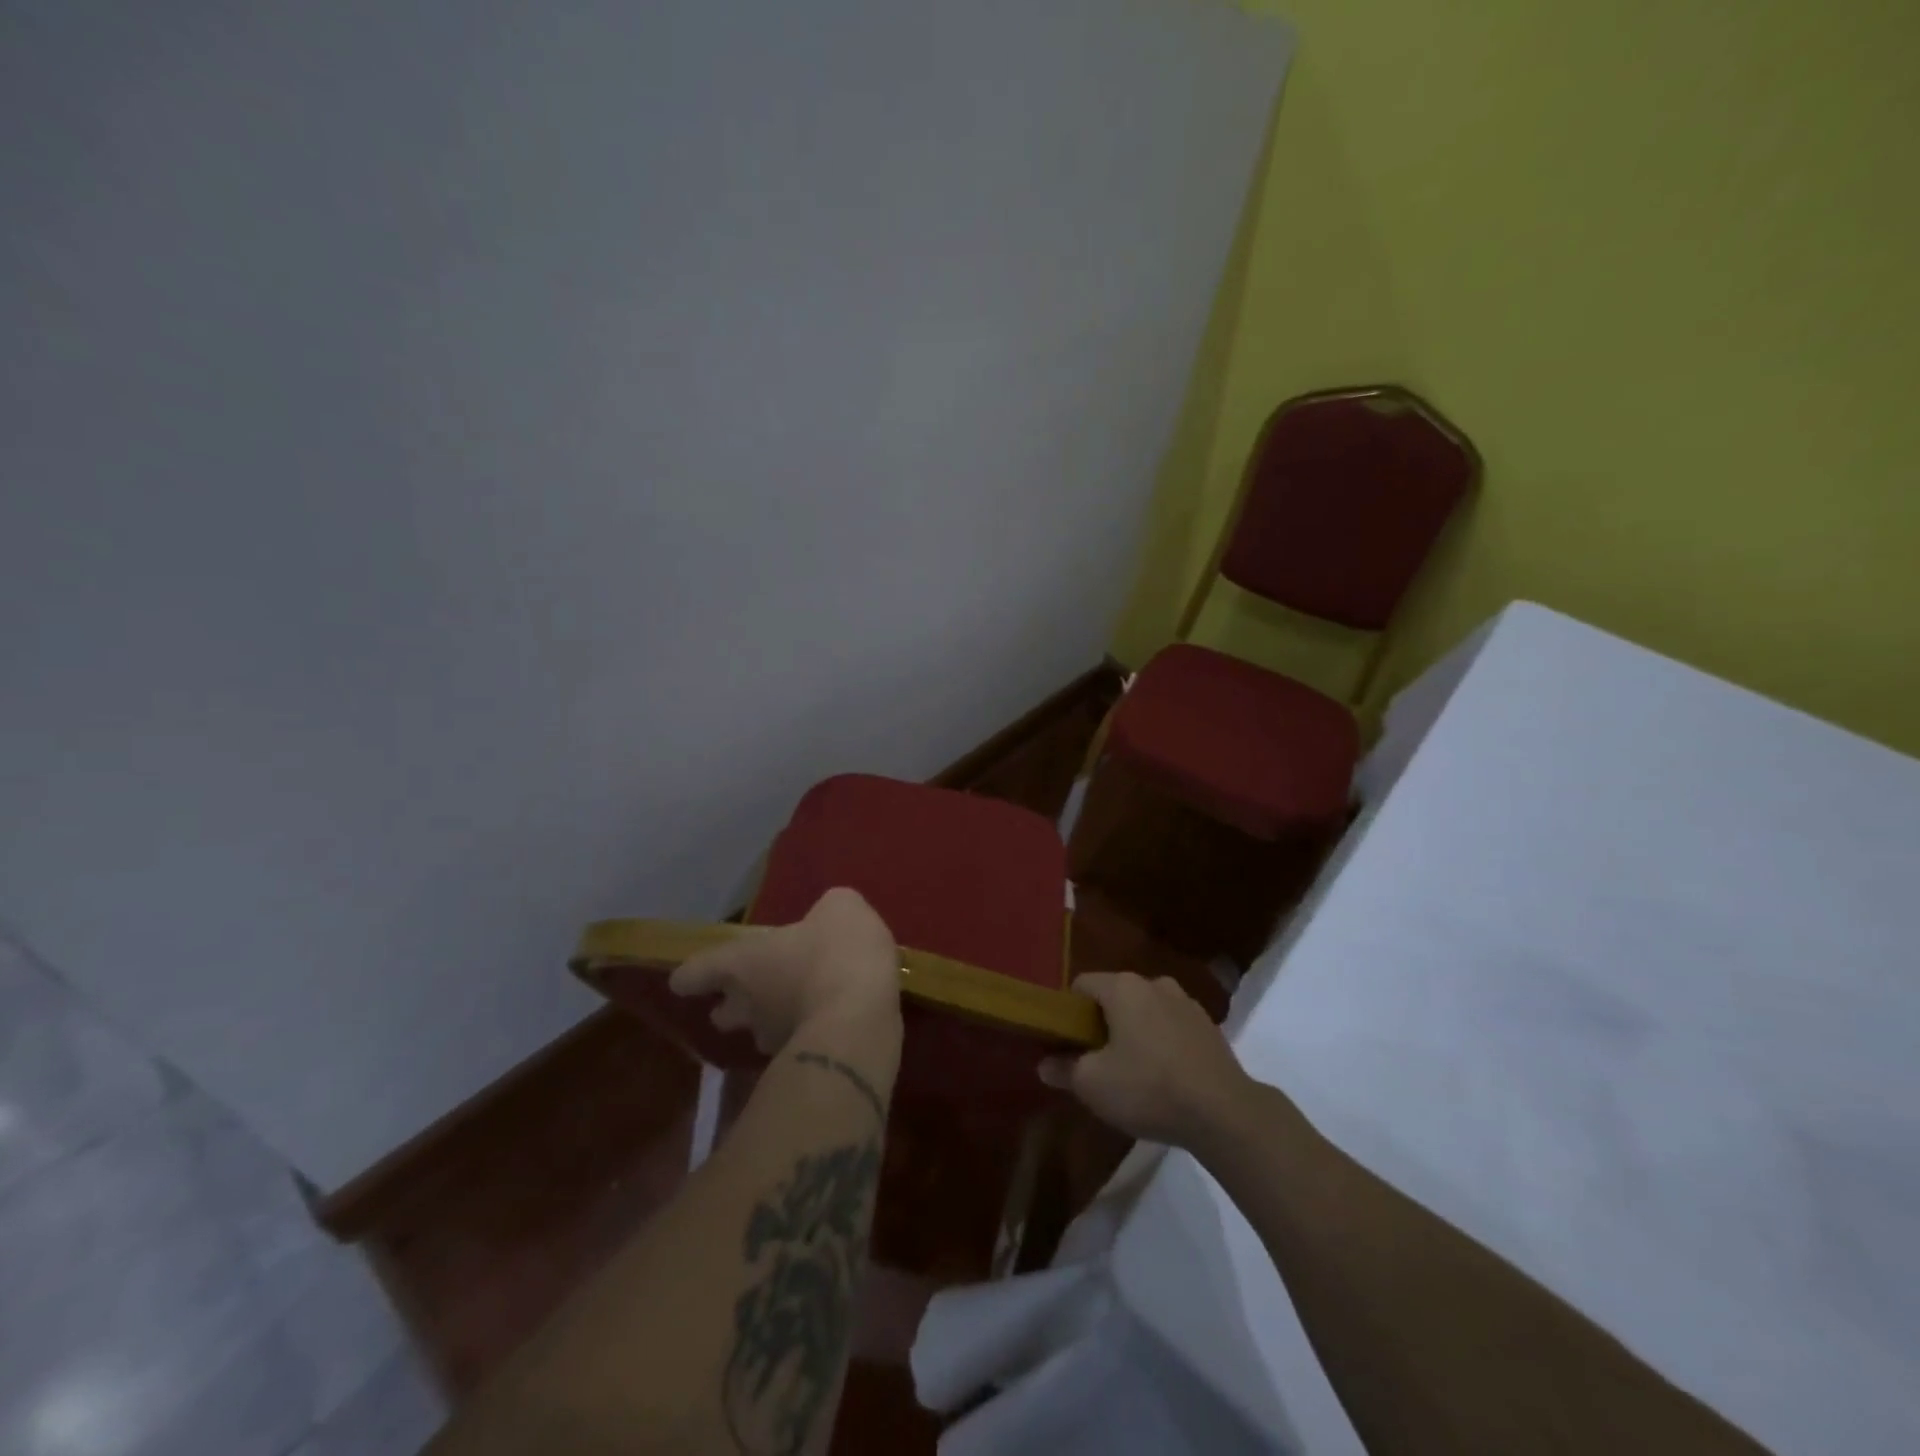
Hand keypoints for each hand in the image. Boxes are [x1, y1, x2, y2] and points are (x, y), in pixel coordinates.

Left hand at [669, 888, 900, 1054]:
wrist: (864, 1018)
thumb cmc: (837, 952)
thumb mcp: (840, 907)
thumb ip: (826, 910)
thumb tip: (827, 918)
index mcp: (742, 963)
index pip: (693, 973)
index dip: (690, 975)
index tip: (687, 978)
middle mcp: (748, 1006)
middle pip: (722, 1013)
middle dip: (733, 1005)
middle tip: (756, 991)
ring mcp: (775, 1041)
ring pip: (760, 1033)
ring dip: (774, 1021)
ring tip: (803, 1005)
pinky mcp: (806, 1063)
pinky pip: (799, 1044)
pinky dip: (811, 1032)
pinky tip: (836, 1018)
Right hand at [1039, 971, 1254, 1149]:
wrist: (1225, 1113)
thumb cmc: (1149, 1088)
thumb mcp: (1093, 1085)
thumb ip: (1064, 1070)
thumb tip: (1044, 1065)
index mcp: (1123, 987)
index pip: (1081, 985)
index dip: (1068, 1012)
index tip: (1066, 1043)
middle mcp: (1155, 983)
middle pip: (1114, 997)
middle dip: (1101, 1024)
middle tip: (1095, 1061)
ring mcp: (1186, 1003)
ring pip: (1145, 1011)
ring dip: (1133, 1033)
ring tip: (1131, 1072)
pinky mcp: (1209, 1027)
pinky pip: (1171, 1027)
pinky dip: (1161, 1043)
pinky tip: (1163, 1077)